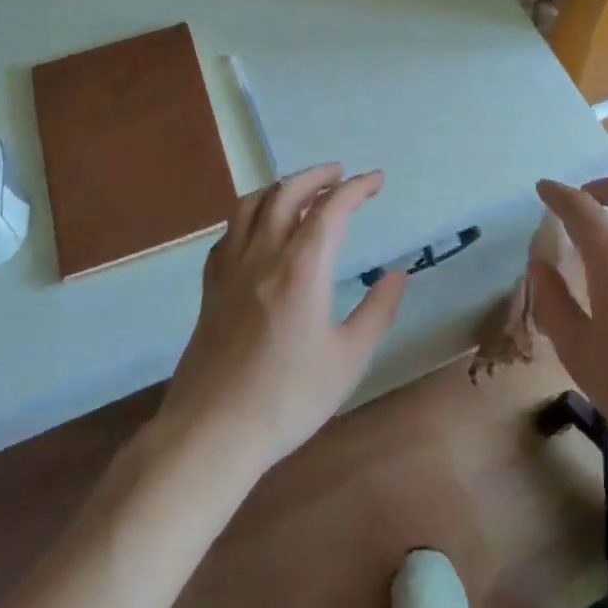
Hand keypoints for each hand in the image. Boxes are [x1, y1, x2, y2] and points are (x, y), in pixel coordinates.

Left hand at [160, 164, 406, 475]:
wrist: (213, 432)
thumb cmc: (289, 398)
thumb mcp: (349, 359)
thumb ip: (377, 311)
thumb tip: (397, 274)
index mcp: (301, 268)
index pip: (331, 209)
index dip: (356, 187)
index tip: (376, 180)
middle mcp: (263, 255)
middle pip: (286, 193)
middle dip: (317, 176)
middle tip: (340, 174)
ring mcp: (230, 269)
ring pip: (250, 205)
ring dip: (280, 187)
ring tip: (301, 190)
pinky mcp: (210, 288)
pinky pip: (228, 233)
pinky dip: (249, 216)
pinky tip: (258, 229)